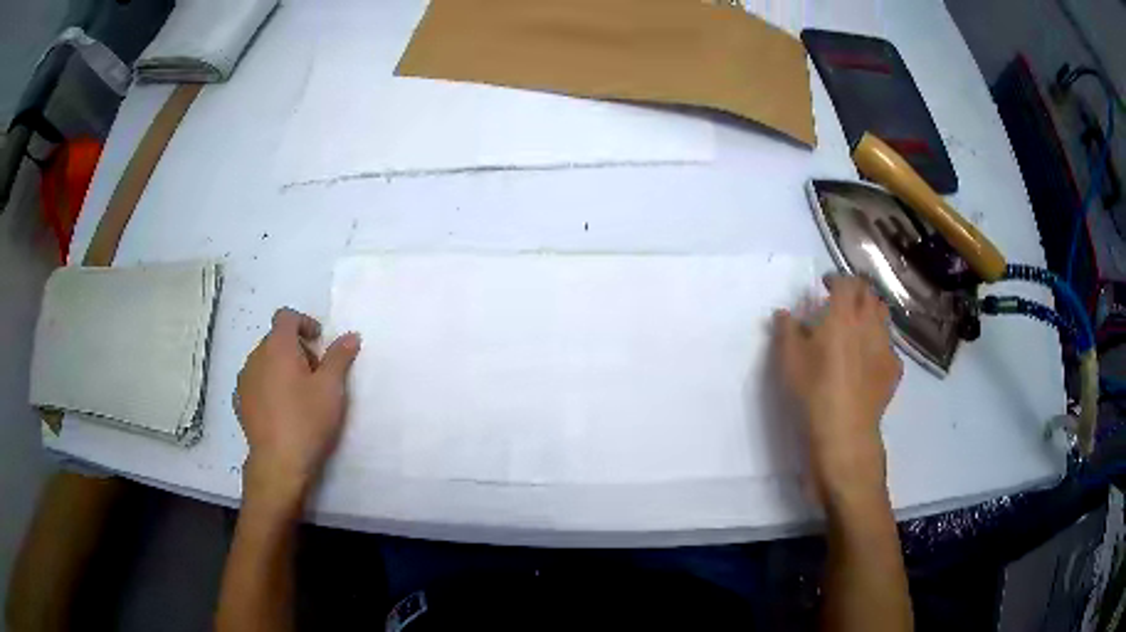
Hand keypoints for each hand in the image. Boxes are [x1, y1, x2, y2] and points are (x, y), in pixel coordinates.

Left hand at [235, 308, 360, 503]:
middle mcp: (256, 357)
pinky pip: (255, 382)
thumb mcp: (331, 388)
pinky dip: (268, 385)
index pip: (286, 317)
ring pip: (264, 361)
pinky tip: (280, 408)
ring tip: (298, 393)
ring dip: (280, 367)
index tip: (319, 341)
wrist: (278, 462)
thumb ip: (340, 357)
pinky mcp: (240, 402)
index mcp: (277, 347)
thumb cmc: (307, 420)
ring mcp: (244, 380)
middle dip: (296, 348)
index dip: (304, 322)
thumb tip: (351, 336)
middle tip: (315, 373)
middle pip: (275, 339)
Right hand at [773, 275, 901, 501]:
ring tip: (859, 326)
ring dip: (872, 312)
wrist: (845, 431)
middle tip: (843, 302)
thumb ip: (786, 330)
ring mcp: (886, 346)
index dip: (836, 278)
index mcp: (843, 314)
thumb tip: (784, 313)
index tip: (826, 285)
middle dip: (856, 292)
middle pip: (869, 294)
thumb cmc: (813, 391)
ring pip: (884, 316)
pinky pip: (889, 346)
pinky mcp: (894, 369)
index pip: (846, 282)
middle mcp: (869, 323)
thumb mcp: (788, 360)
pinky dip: (880, 344)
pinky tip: (870, 359)